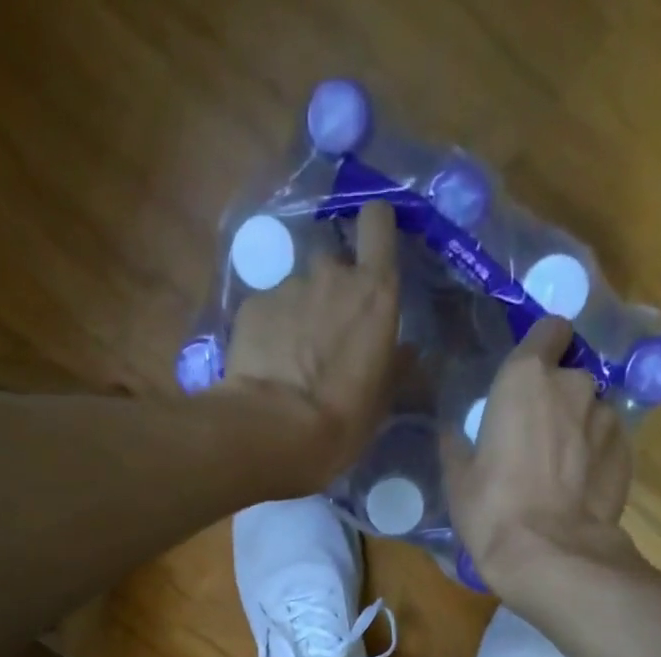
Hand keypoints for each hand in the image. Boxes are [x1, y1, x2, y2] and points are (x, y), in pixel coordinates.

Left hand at [223, 201, 400, 473]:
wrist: (275, 430)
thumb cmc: (342, 419)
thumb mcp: (382, 400)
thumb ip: (396, 366)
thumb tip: (407, 352)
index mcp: (375, 292)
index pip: (378, 222)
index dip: (374, 227)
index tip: (372, 248)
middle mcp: (332, 275)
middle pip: (334, 262)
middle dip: (332, 289)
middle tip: (328, 333)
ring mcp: (288, 286)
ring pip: (298, 289)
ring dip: (299, 313)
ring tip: (292, 357)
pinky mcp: (252, 305)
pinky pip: (267, 309)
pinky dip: (269, 329)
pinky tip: (267, 364)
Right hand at [444, 317, 639, 595]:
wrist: (550, 554)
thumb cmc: (493, 509)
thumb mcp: (458, 479)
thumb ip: (458, 444)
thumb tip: (453, 431)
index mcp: (526, 377)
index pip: (551, 329)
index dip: (542, 346)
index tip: (529, 372)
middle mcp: (574, 384)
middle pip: (569, 375)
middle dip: (556, 397)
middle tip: (535, 436)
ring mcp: (607, 417)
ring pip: (590, 410)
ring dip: (577, 428)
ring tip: (559, 469)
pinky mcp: (627, 452)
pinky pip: (607, 443)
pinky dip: (595, 457)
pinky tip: (578, 489)